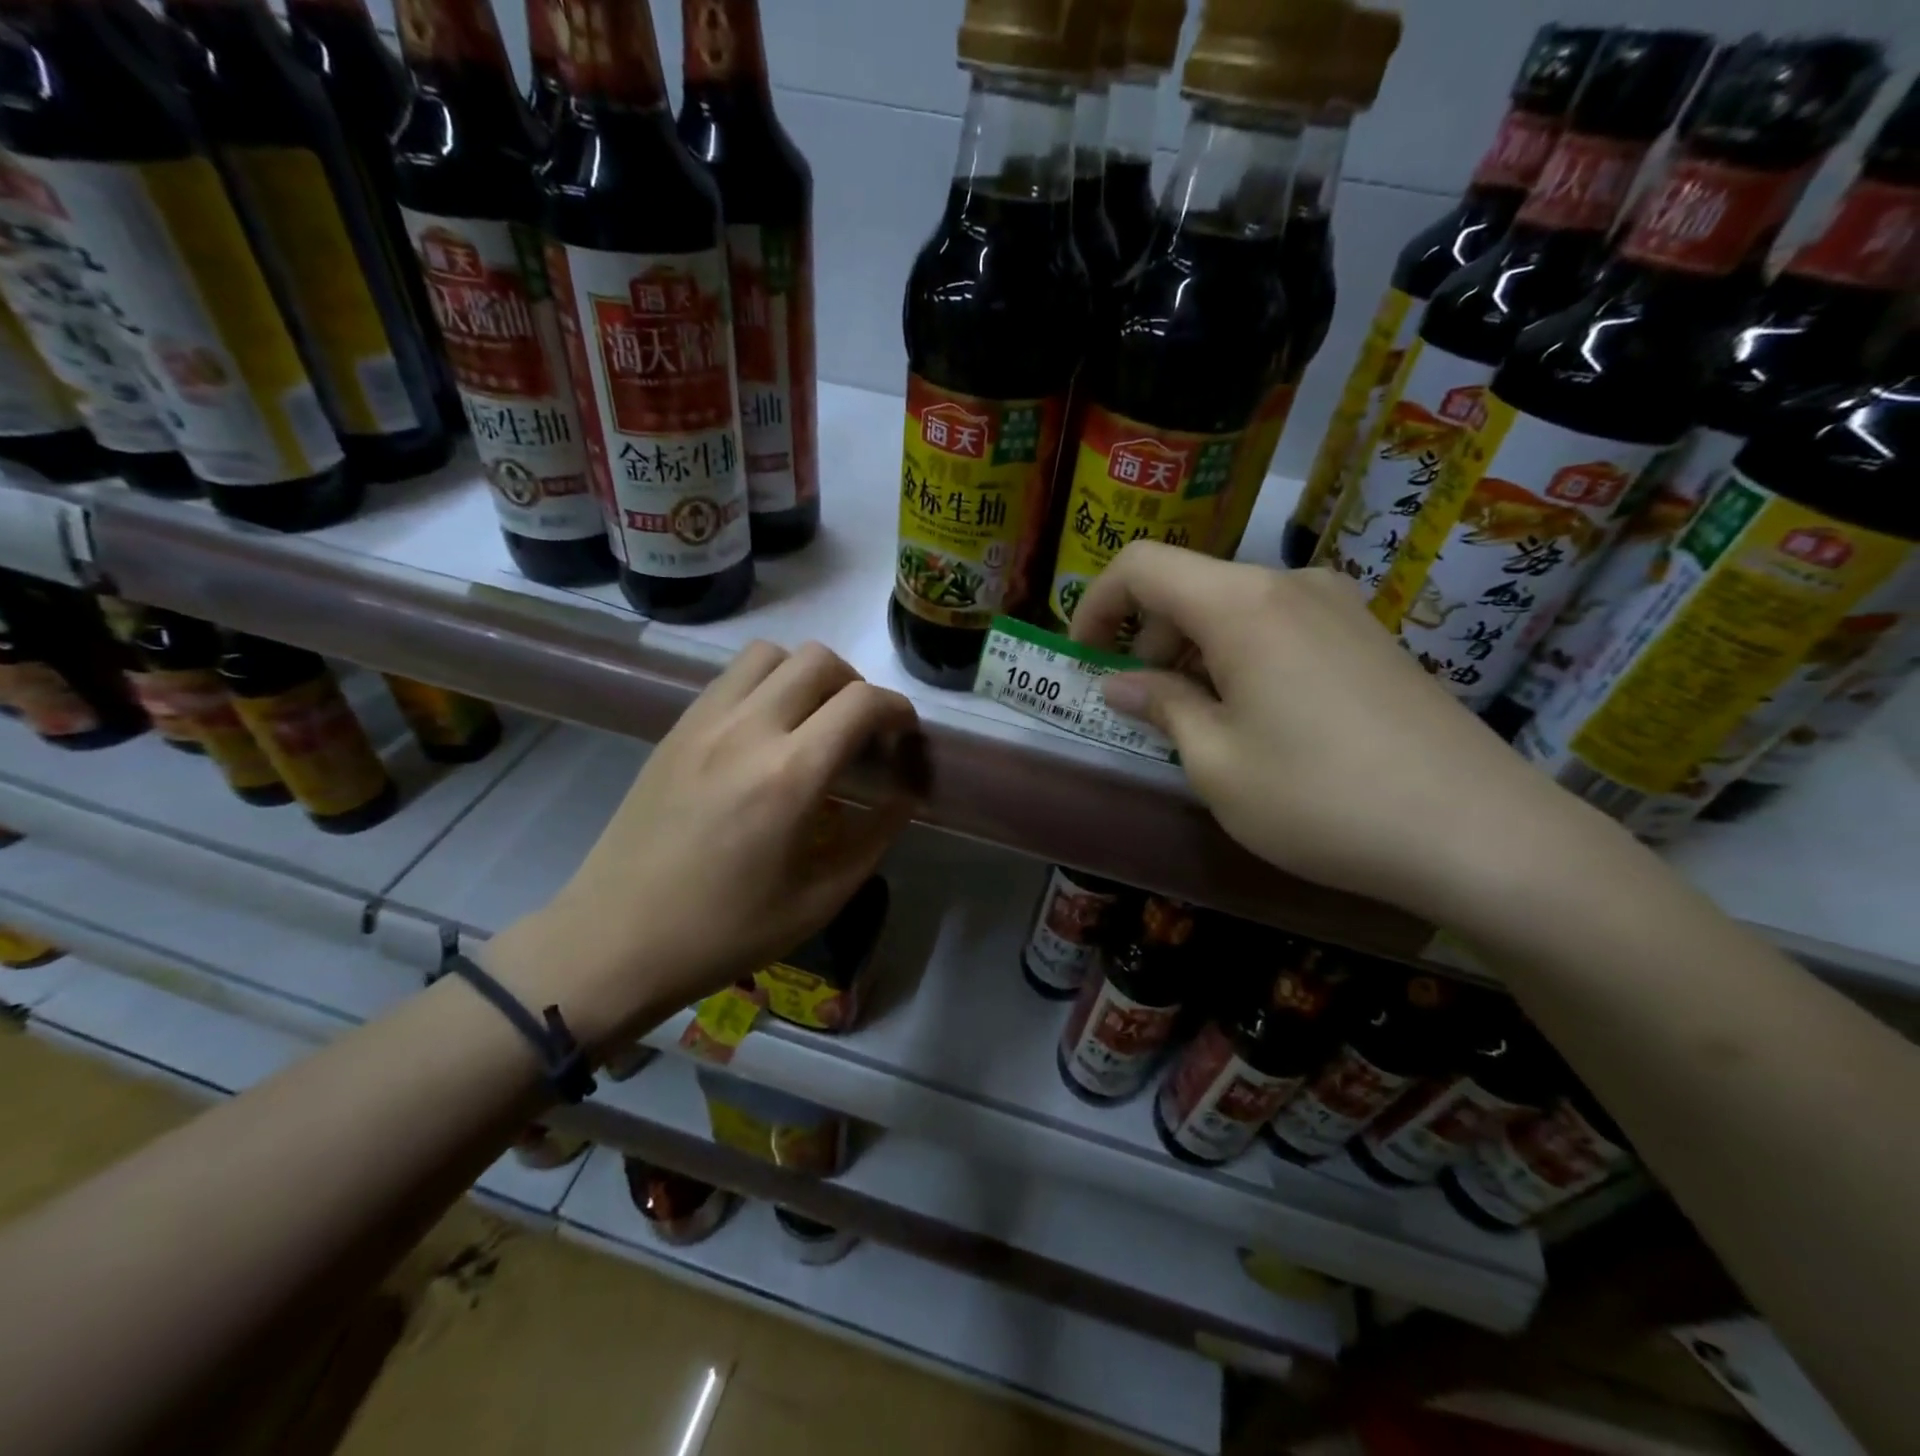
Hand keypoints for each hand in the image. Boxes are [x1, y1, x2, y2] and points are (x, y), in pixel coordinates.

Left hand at [487, 642, 920, 1049]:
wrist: (616, 940)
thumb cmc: (725, 931)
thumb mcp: (819, 898)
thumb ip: (874, 837)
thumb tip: (905, 796)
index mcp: (790, 776)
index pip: (862, 703)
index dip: (897, 710)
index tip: (904, 736)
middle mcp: (747, 730)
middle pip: (819, 660)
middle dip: (856, 685)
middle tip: (860, 731)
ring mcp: (704, 722)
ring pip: (770, 654)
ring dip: (806, 675)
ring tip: (812, 722)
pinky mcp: (676, 729)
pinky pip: (732, 677)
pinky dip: (766, 685)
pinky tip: (766, 734)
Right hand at [1073, 542, 1601, 922]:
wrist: (1480, 833)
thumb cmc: (1321, 798)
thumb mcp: (1216, 763)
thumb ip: (1162, 707)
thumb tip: (1122, 684)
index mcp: (1241, 604)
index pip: (1142, 566)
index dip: (1096, 604)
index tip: (1083, 657)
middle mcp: (1291, 585)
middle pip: (1191, 586)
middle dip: (1148, 639)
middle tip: (1144, 708)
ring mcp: (1340, 608)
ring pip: (1236, 609)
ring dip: (1196, 652)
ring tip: (1200, 722)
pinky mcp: (1371, 638)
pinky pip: (1281, 628)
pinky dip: (1243, 658)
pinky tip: (1259, 720)